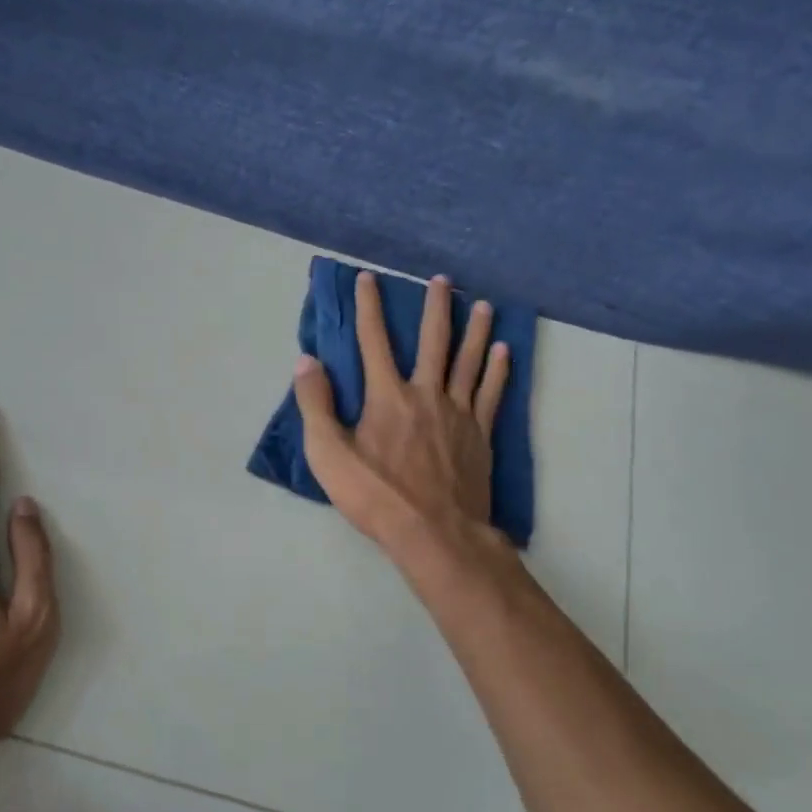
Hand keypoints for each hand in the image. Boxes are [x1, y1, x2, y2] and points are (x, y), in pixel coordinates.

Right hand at [293, 271, 510, 553]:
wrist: (434, 533)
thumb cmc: (376, 495)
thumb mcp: (328, 454)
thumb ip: (315, 404)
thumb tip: (307, 361)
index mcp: (387, 396)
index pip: (373, 340)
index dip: (368, 307)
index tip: (368, 278)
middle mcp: (426, 394)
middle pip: (433, 340)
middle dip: (436, 306)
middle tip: (442, 279)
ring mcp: (458, 413)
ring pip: (469, 361)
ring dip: (475, 330)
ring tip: (483, 304)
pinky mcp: (480, 435)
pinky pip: (492, 393)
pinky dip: (498, 369)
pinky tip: (504, 351)